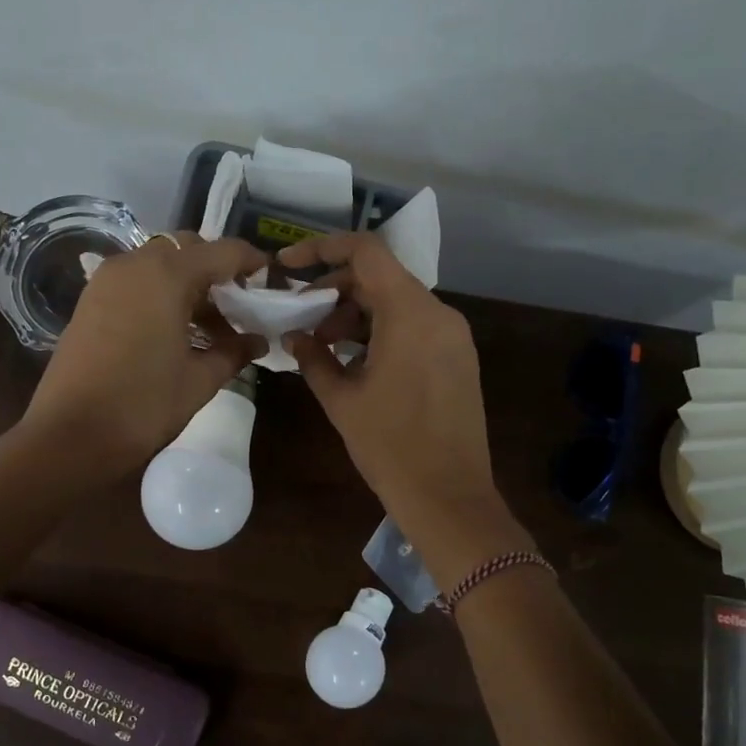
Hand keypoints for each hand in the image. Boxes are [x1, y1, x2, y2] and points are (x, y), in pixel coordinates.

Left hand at [22, 233, 267, 481]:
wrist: (70, 435)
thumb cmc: (143, 405)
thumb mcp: (199, 380)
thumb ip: (233, 352)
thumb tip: (258, 341)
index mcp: (167, 274)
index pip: (222, 251)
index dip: (251, 261)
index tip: (269, 279)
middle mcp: (134, 264)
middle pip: (186, 248)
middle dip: (216, 269)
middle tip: (237, 304)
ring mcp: (106, 280)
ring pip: (158, 263)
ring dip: (187, 282)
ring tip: (209, 325)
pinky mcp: (89, 300)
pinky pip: (135, 280)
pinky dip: (160, 292)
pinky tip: (174, 329)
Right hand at [282, 232, 527, 584]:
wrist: (449, 497)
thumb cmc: (390, 446)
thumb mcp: (341, 400)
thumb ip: (313, 357)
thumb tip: (295, 336)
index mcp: (410, 314)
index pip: (366, 252)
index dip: (322, 249)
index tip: (287, 264)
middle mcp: (439, 313)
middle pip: (380, 277)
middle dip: (335, 290)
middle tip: (300, 316)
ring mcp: (453, 336)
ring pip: (397, 302)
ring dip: (356, 313)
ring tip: (323, 345)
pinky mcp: (458, 357)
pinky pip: (414, 325)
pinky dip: (380, 330)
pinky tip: (354, 360)